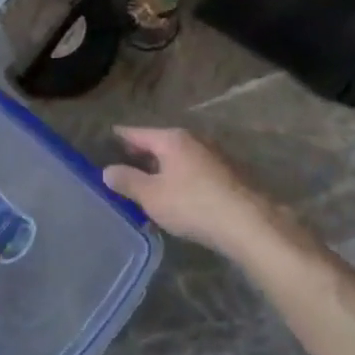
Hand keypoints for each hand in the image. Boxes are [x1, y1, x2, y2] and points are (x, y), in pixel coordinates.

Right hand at [102, 127, 280, 257]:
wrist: (247, 222)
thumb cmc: (192, 204)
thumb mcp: (152, 196)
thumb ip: (128, 181)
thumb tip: (107, 170)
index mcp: (172, 139)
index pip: (140, 133)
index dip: (124, 135)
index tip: (112, 133)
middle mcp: (194, 140)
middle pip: (162, 142)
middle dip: (145, 151)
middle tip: (127, 158)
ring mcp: (214, 155)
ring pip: (180, 156)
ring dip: (165, 166)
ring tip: (150, 178)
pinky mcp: (228, 173)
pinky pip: (195, 169)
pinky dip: (181, 175)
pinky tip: (178, 192)